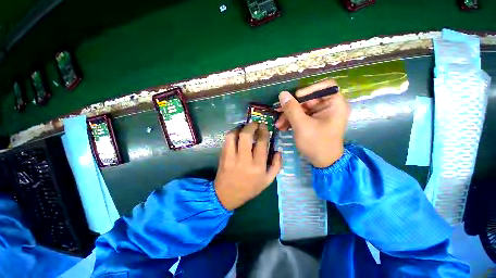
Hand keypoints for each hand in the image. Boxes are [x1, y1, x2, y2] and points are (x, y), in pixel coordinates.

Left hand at [214, 122, 281, 210]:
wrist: (227, 195)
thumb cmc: (249, 189)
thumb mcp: (267, 181)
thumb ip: (276, 166)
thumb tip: (278, 151)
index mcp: (257, 166)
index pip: (261, 142)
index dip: (263, 131)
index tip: (263, 126)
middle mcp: (244, 160)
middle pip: (246, 135)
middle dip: (251, 125)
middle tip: (255, 124)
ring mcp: (231, 157)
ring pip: (233, 135)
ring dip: (240, 128)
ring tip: (244, 128)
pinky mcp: (222, 156)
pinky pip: (227, 140)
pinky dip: (232, 133)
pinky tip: (236, 134)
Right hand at [275, 79, 349, 167]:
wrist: (322, 162)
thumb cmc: (316, 143)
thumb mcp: (301, 125)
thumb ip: (291, 109)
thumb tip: (282, 94)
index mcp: (335, 104)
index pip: (325, 86)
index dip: (309, 89)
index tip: (295, 98)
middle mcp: (329, 106)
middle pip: (308, 98)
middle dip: (292, 107)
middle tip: (278, 112)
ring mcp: (321, 114)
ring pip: (302, 108)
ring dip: (289, 115)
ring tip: (278, 125)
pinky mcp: (314, 121)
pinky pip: (301, 115)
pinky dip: (292, 120)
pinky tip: (283, 127)